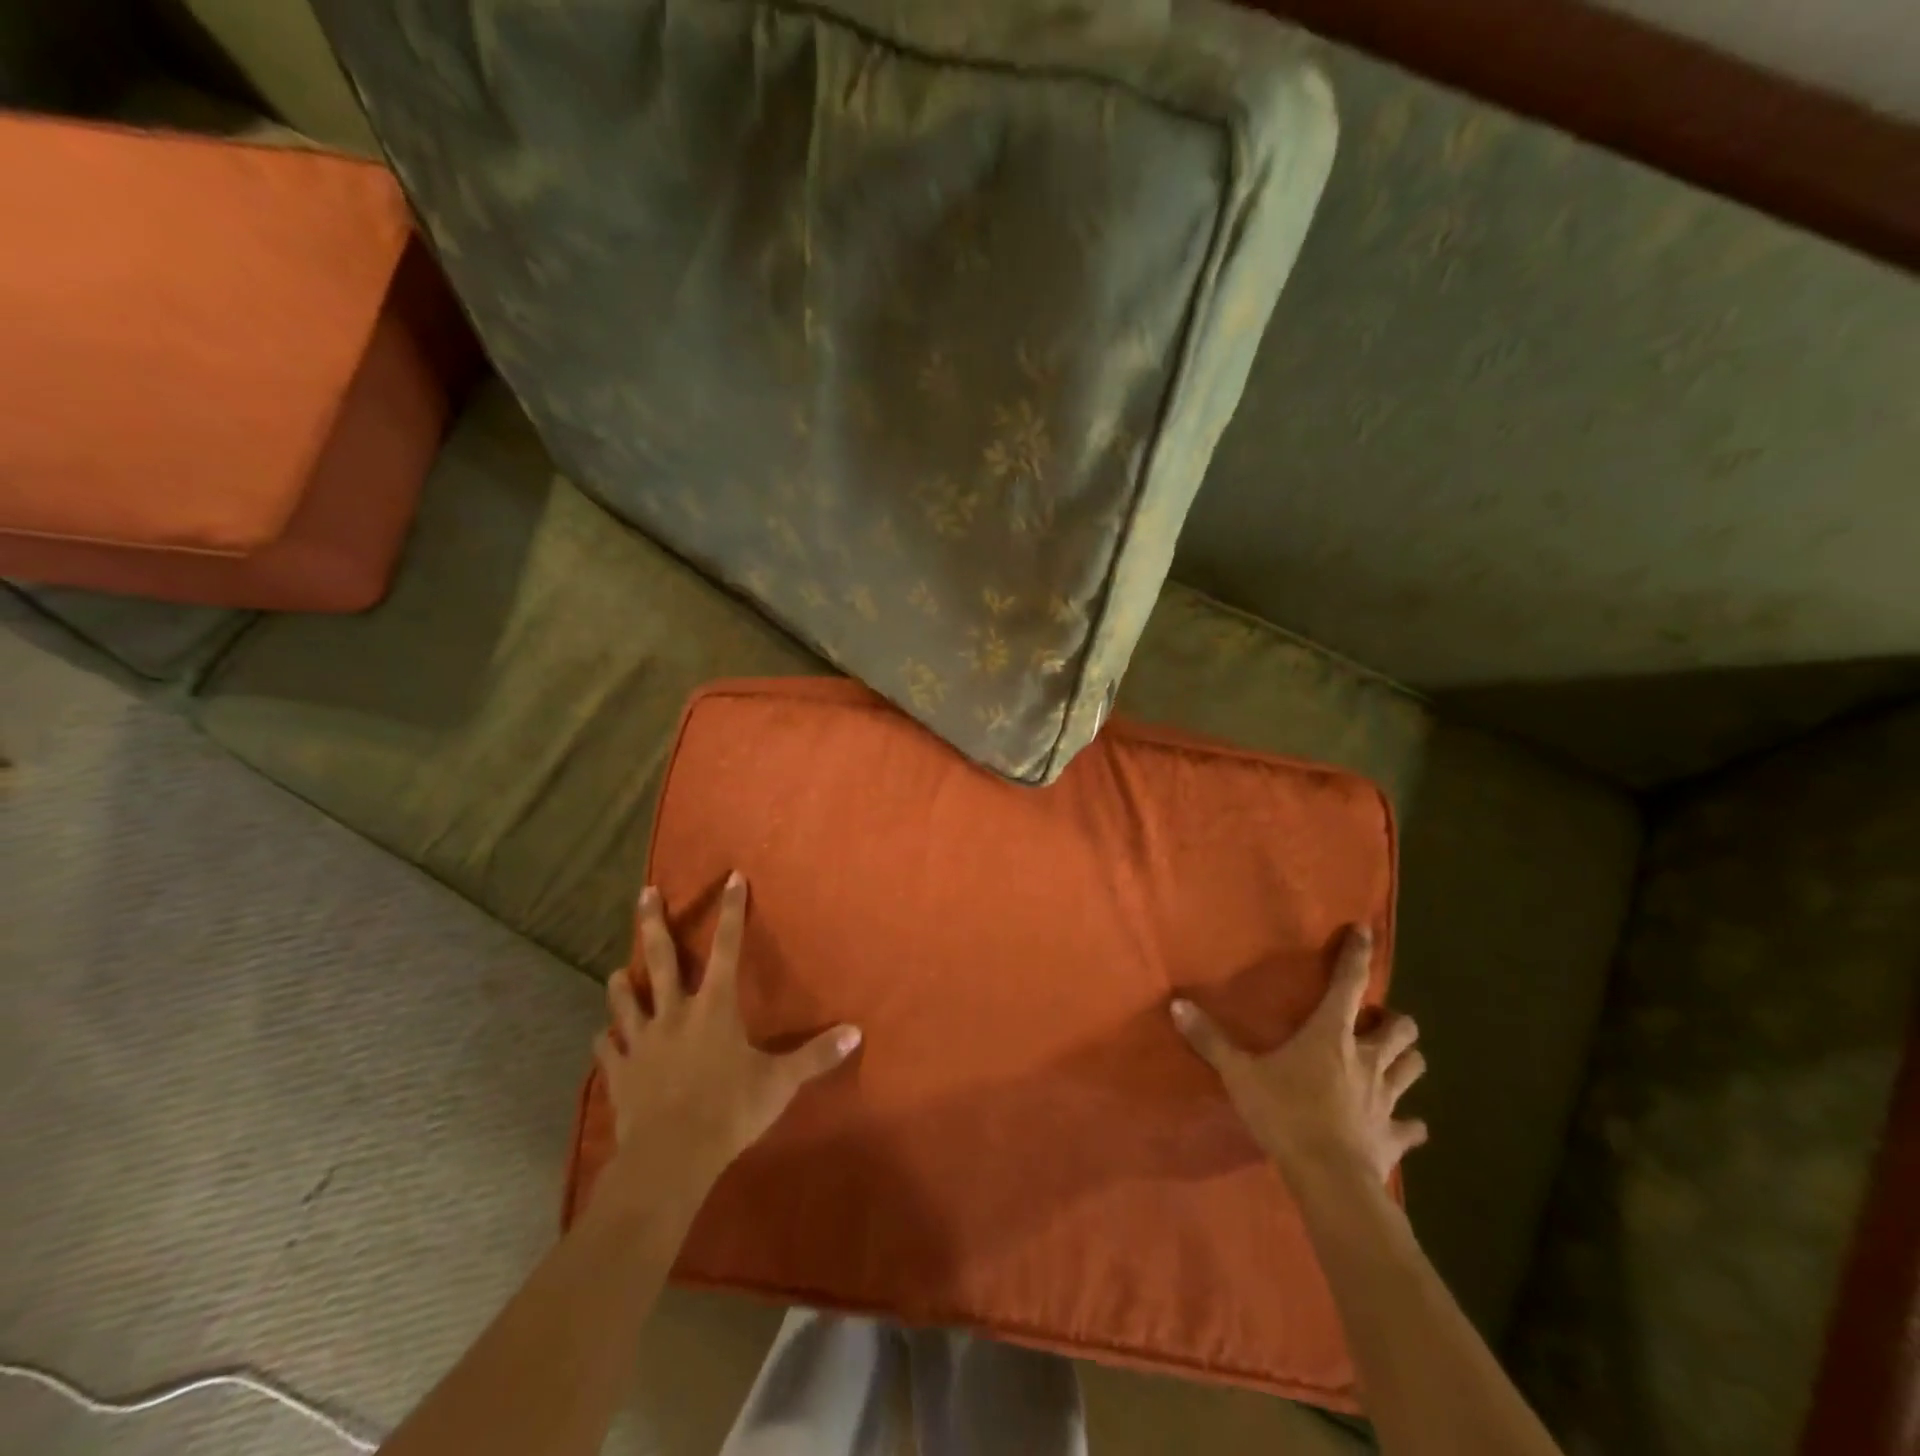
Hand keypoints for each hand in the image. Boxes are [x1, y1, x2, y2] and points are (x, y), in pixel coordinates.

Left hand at [595, 872, 861, 1197]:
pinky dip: (606, 1040)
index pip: (727, 947)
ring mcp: (641, 1041)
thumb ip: (815, 1055)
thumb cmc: (729, 1110)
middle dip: (653, 923)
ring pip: (625, 1000)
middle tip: (644, 893)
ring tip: (616, 972)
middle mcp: (674, 1013)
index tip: (731, 878)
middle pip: (660, 958)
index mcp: (714, 1007)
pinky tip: (604, 1037)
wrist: (670, 1158)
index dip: (731, 911)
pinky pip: (607, 1048)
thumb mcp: (780, 1082)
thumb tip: (856, 1032)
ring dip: (622, 983)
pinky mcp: (619, 1071)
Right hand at [1171, 925, 1426, 1187]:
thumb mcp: (1239, 1074)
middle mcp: (1366, 1059)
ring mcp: (1386, 1099)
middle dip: (1394, 1021)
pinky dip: (1410, 1123)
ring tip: (1393, 1059)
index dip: (1358, 954)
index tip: (1366, 931)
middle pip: (1401, 1029)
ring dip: (1406, 1060)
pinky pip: (1412, 1127)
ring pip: (1414, 1068)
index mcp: (1331, 1035)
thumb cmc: (1286, 1114)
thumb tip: (1176, 1004)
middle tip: (1376, 1022)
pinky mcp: (1394, 1135)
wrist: (1329, 1179)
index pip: (1349, 984)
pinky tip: (1405, 1124)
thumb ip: (1210, 1039)